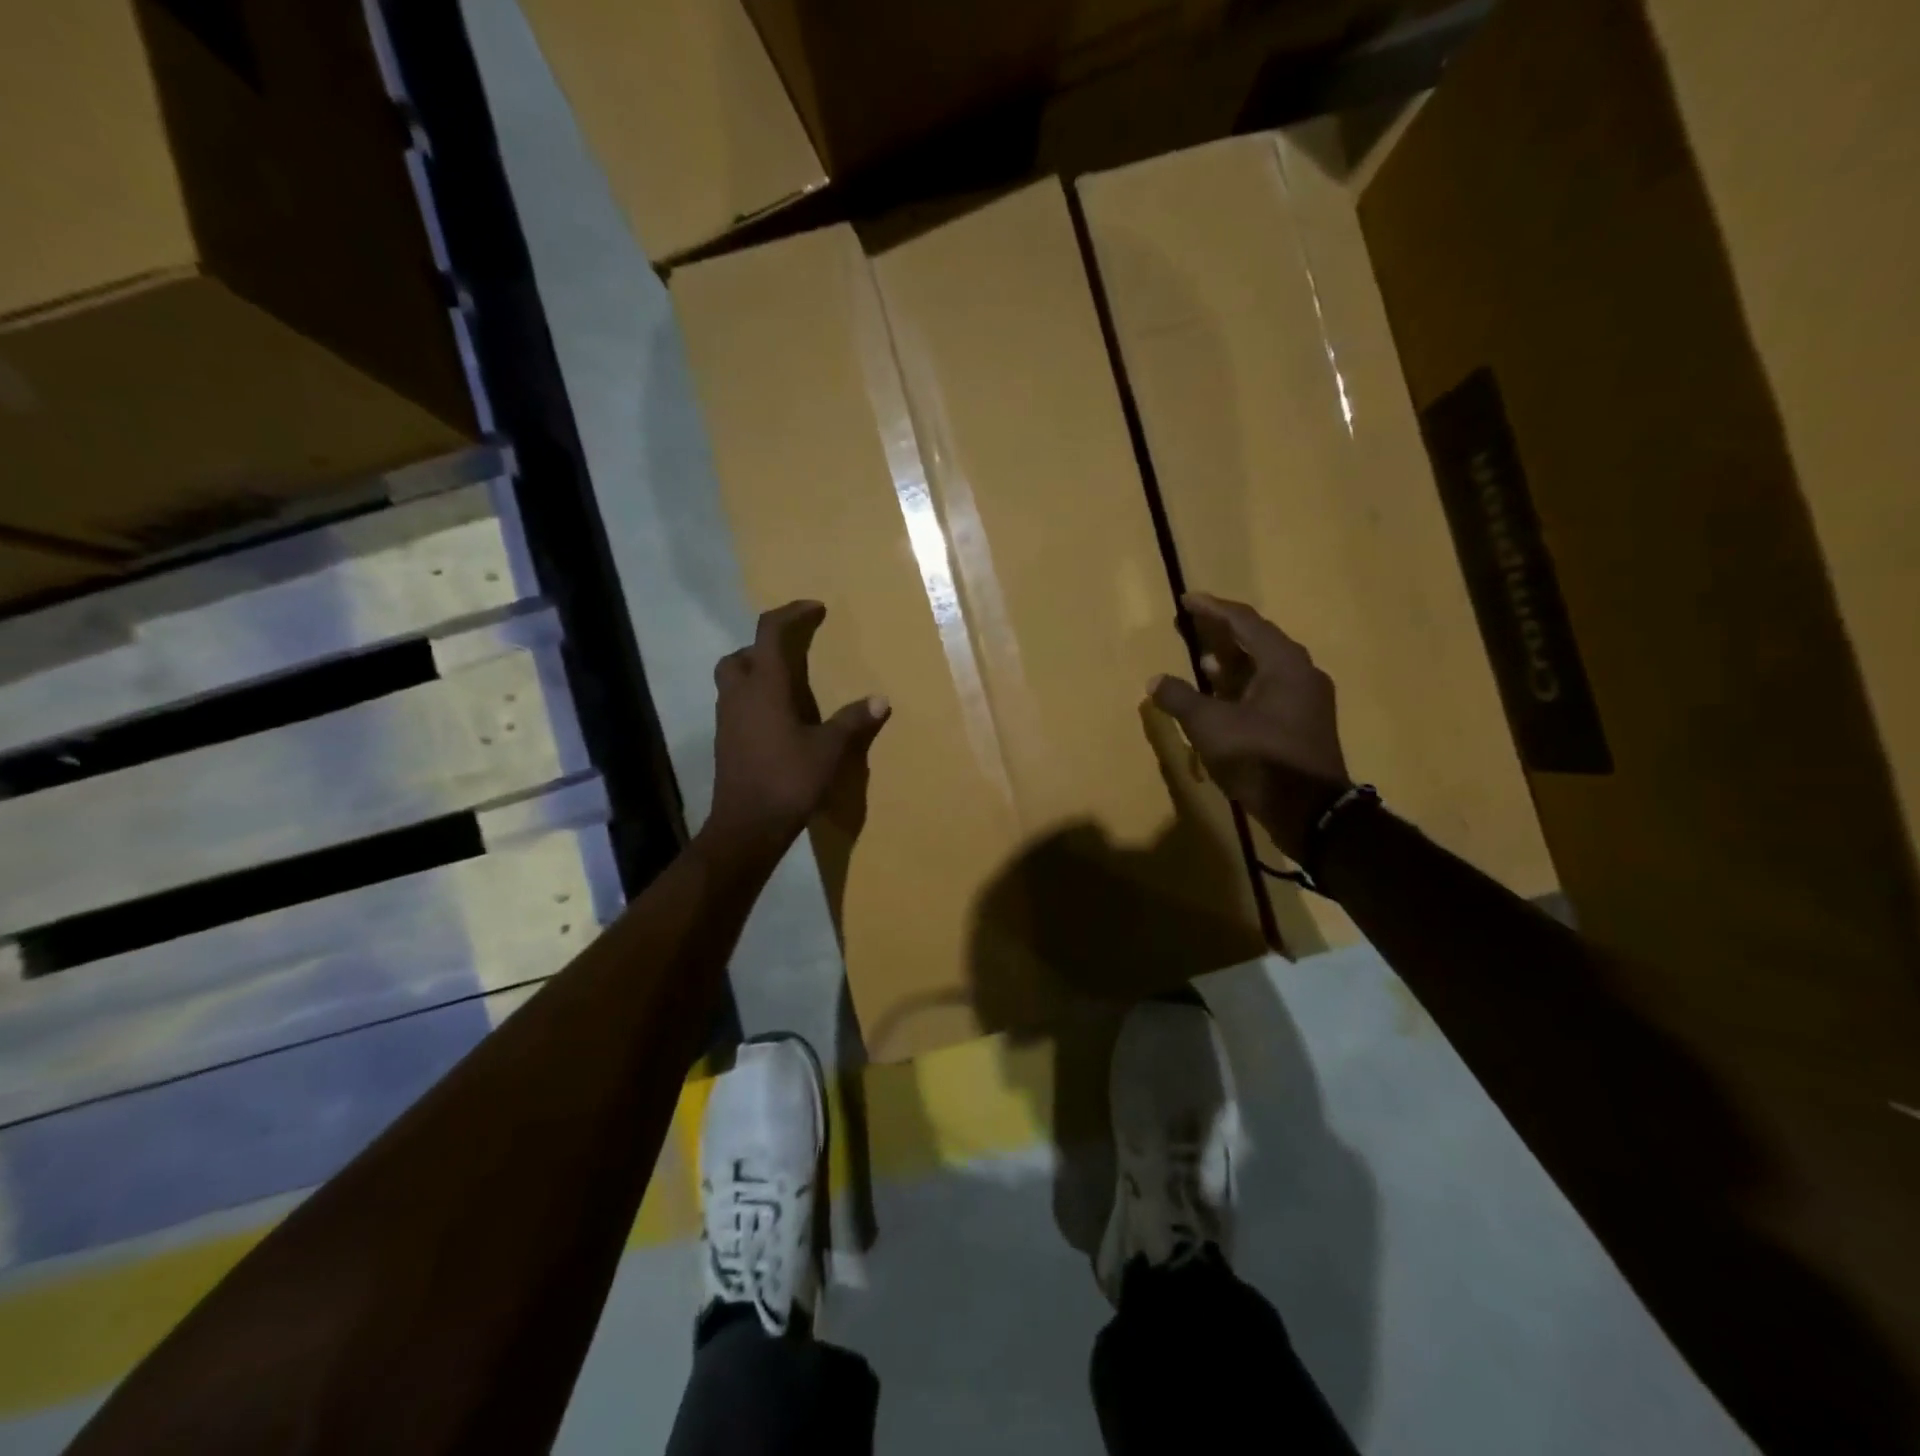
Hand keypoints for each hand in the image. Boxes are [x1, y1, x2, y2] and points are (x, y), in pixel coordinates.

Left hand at [706, 600, 889, 857]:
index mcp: (764, 687)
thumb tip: (881, 700)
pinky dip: (754, 699)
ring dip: (757, 672)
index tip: (815, 609)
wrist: (747, 826)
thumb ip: (853, 721)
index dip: (792, 614)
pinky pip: (736, 705)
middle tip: (794, 653)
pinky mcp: (725, 742)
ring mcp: (727, 720)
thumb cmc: (788, 780)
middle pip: (741, 655)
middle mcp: (739, 696)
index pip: (770, 633)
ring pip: (733, 680)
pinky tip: (779, 719)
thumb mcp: (829, 750)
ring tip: (789, 685)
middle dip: (765, 646)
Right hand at [1150, 592, 1350, 861]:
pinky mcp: (1303, 725)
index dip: (1213, 609)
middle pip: (1258, 642)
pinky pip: (1269, 692)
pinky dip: (1242, 689)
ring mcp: (1306, 701)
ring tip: (1202, 662)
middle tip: (1193, 627)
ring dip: (1232, 664)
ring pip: (1264, 669)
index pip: (1245, 622)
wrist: (1311, 811)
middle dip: (1223, 634)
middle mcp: (1301, 674)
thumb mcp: (1210, 726)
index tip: (1187, 600)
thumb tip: (1155, 681)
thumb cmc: (1260, 757)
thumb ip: (1180, 698)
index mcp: (1284, 663)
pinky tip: (1221, 700)